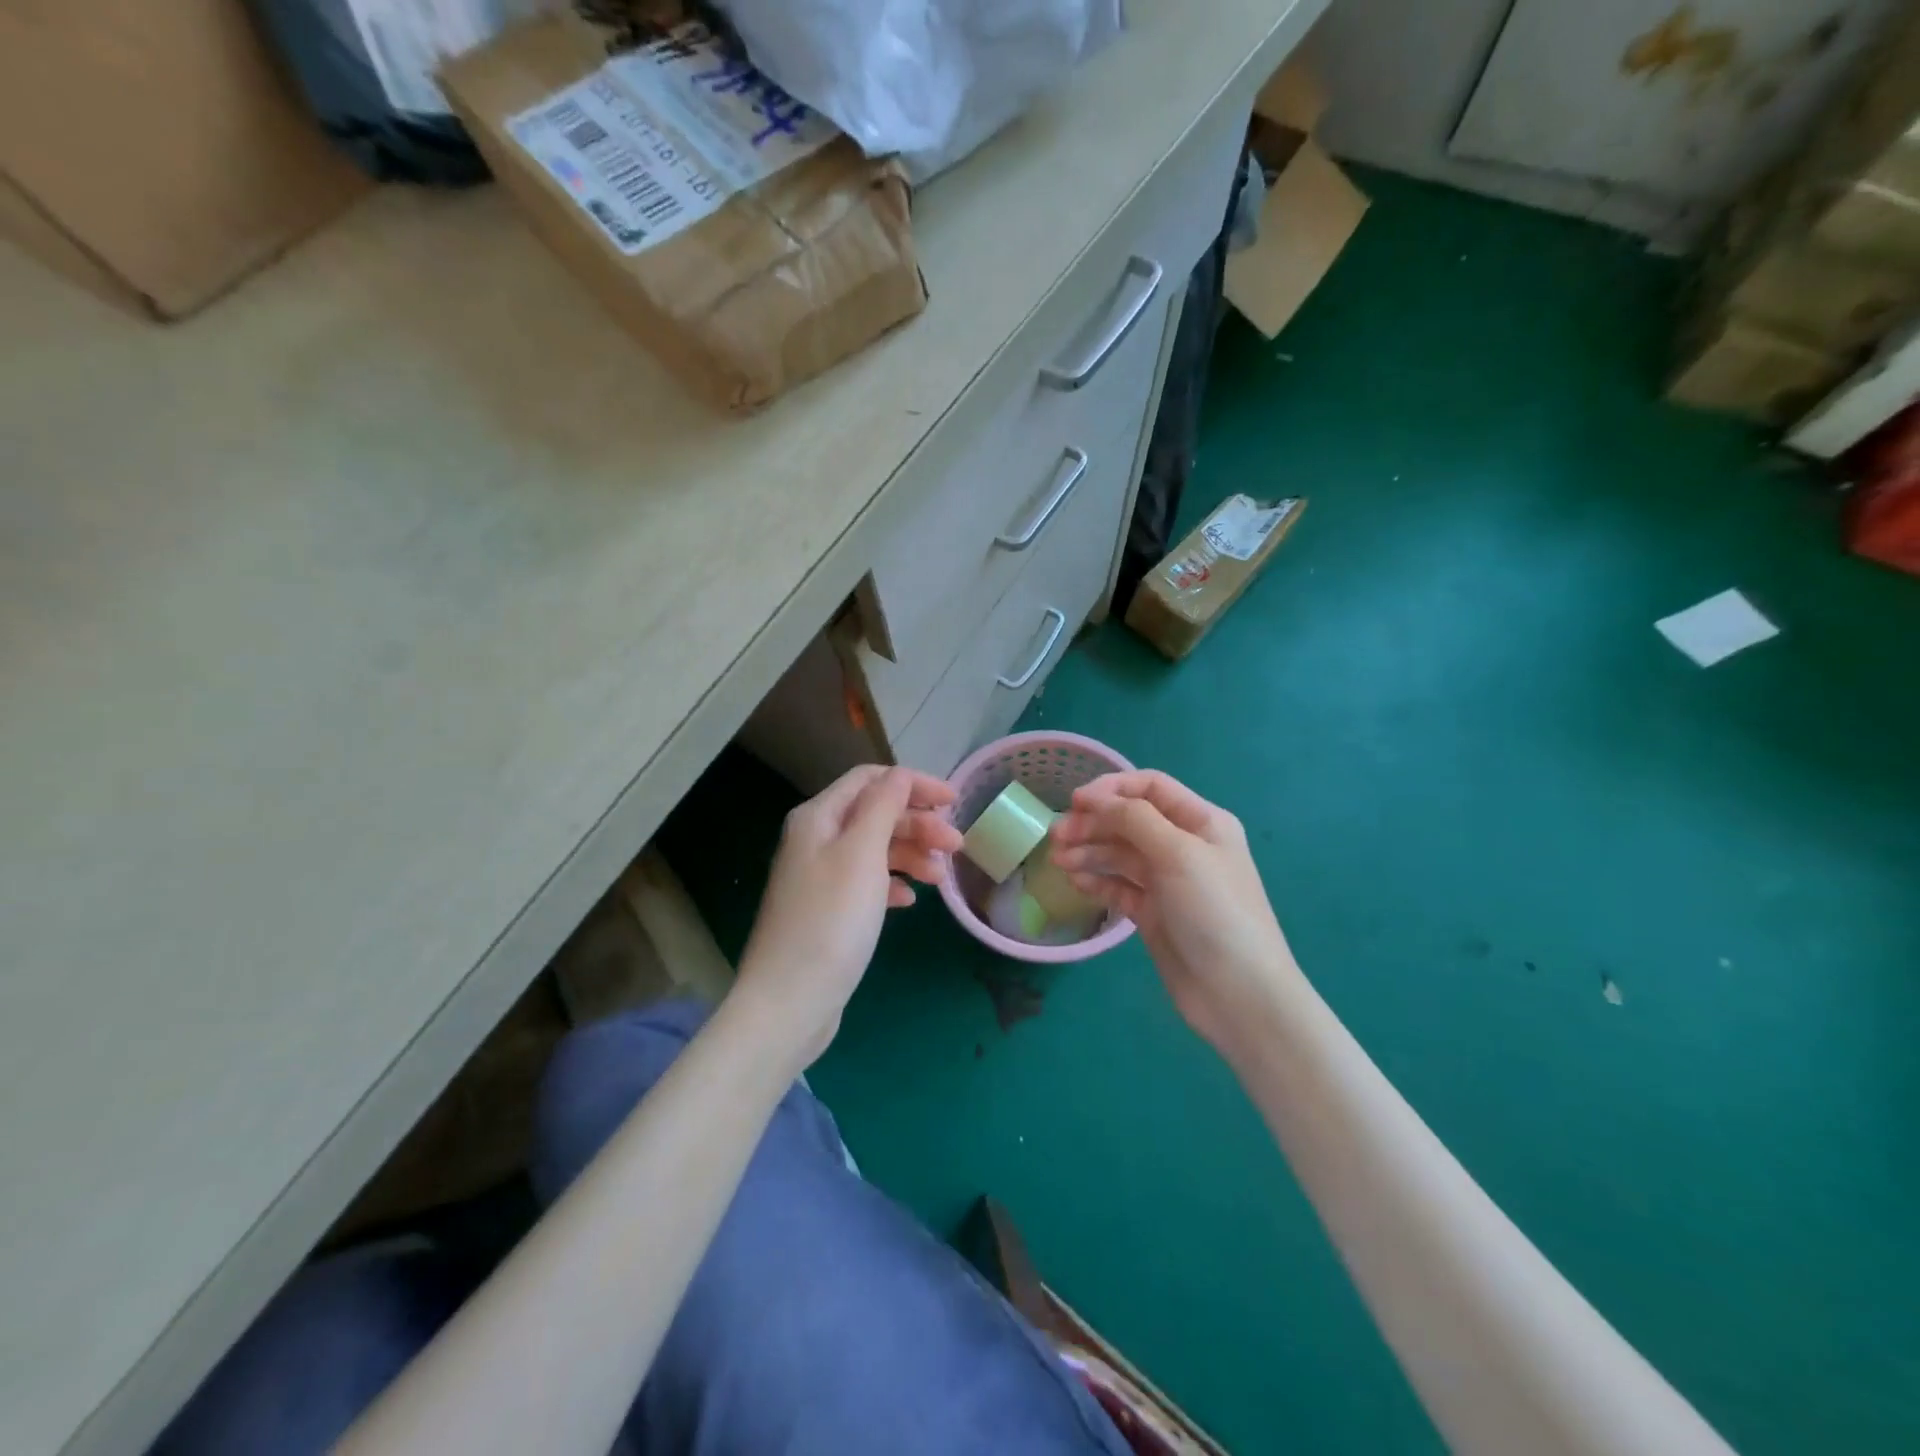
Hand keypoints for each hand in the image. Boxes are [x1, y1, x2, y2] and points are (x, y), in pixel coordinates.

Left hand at [735, 765, 961, 1067]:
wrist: (790, 1001)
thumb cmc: (831, 920)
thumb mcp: (861, 854)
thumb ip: (883, 807)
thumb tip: (900, 776)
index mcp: (818, 817)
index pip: (870, 780)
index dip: (913, 784)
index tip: (954, 801)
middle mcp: (815, 840)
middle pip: (875, 814)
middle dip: (918, 824)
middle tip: (957, 845)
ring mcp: (820, 877)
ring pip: (874, 849)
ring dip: (911, 854)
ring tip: (940, 877)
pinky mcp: (828, 911)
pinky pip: (867, 883)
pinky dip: (892, 883)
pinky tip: (909, 900)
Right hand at [1049, 770, 1300, 1056]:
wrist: (1238, 993)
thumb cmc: (1214, 911)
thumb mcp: (1178, 853)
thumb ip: (1134, 818)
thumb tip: (1096, 800)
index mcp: (1201, 821)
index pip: (1150, 787)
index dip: (1111, 788)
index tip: (1075, 802)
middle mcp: (1184, 845)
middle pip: (1129, 820)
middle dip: (1093, 823)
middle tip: (1057, 837)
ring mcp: (1168, 881)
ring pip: (1120, 854)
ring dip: (1089, 851)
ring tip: (1059, 862)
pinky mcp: (1153, 913)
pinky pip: (1118, 886)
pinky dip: (1096, 880)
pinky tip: (1076, 882)